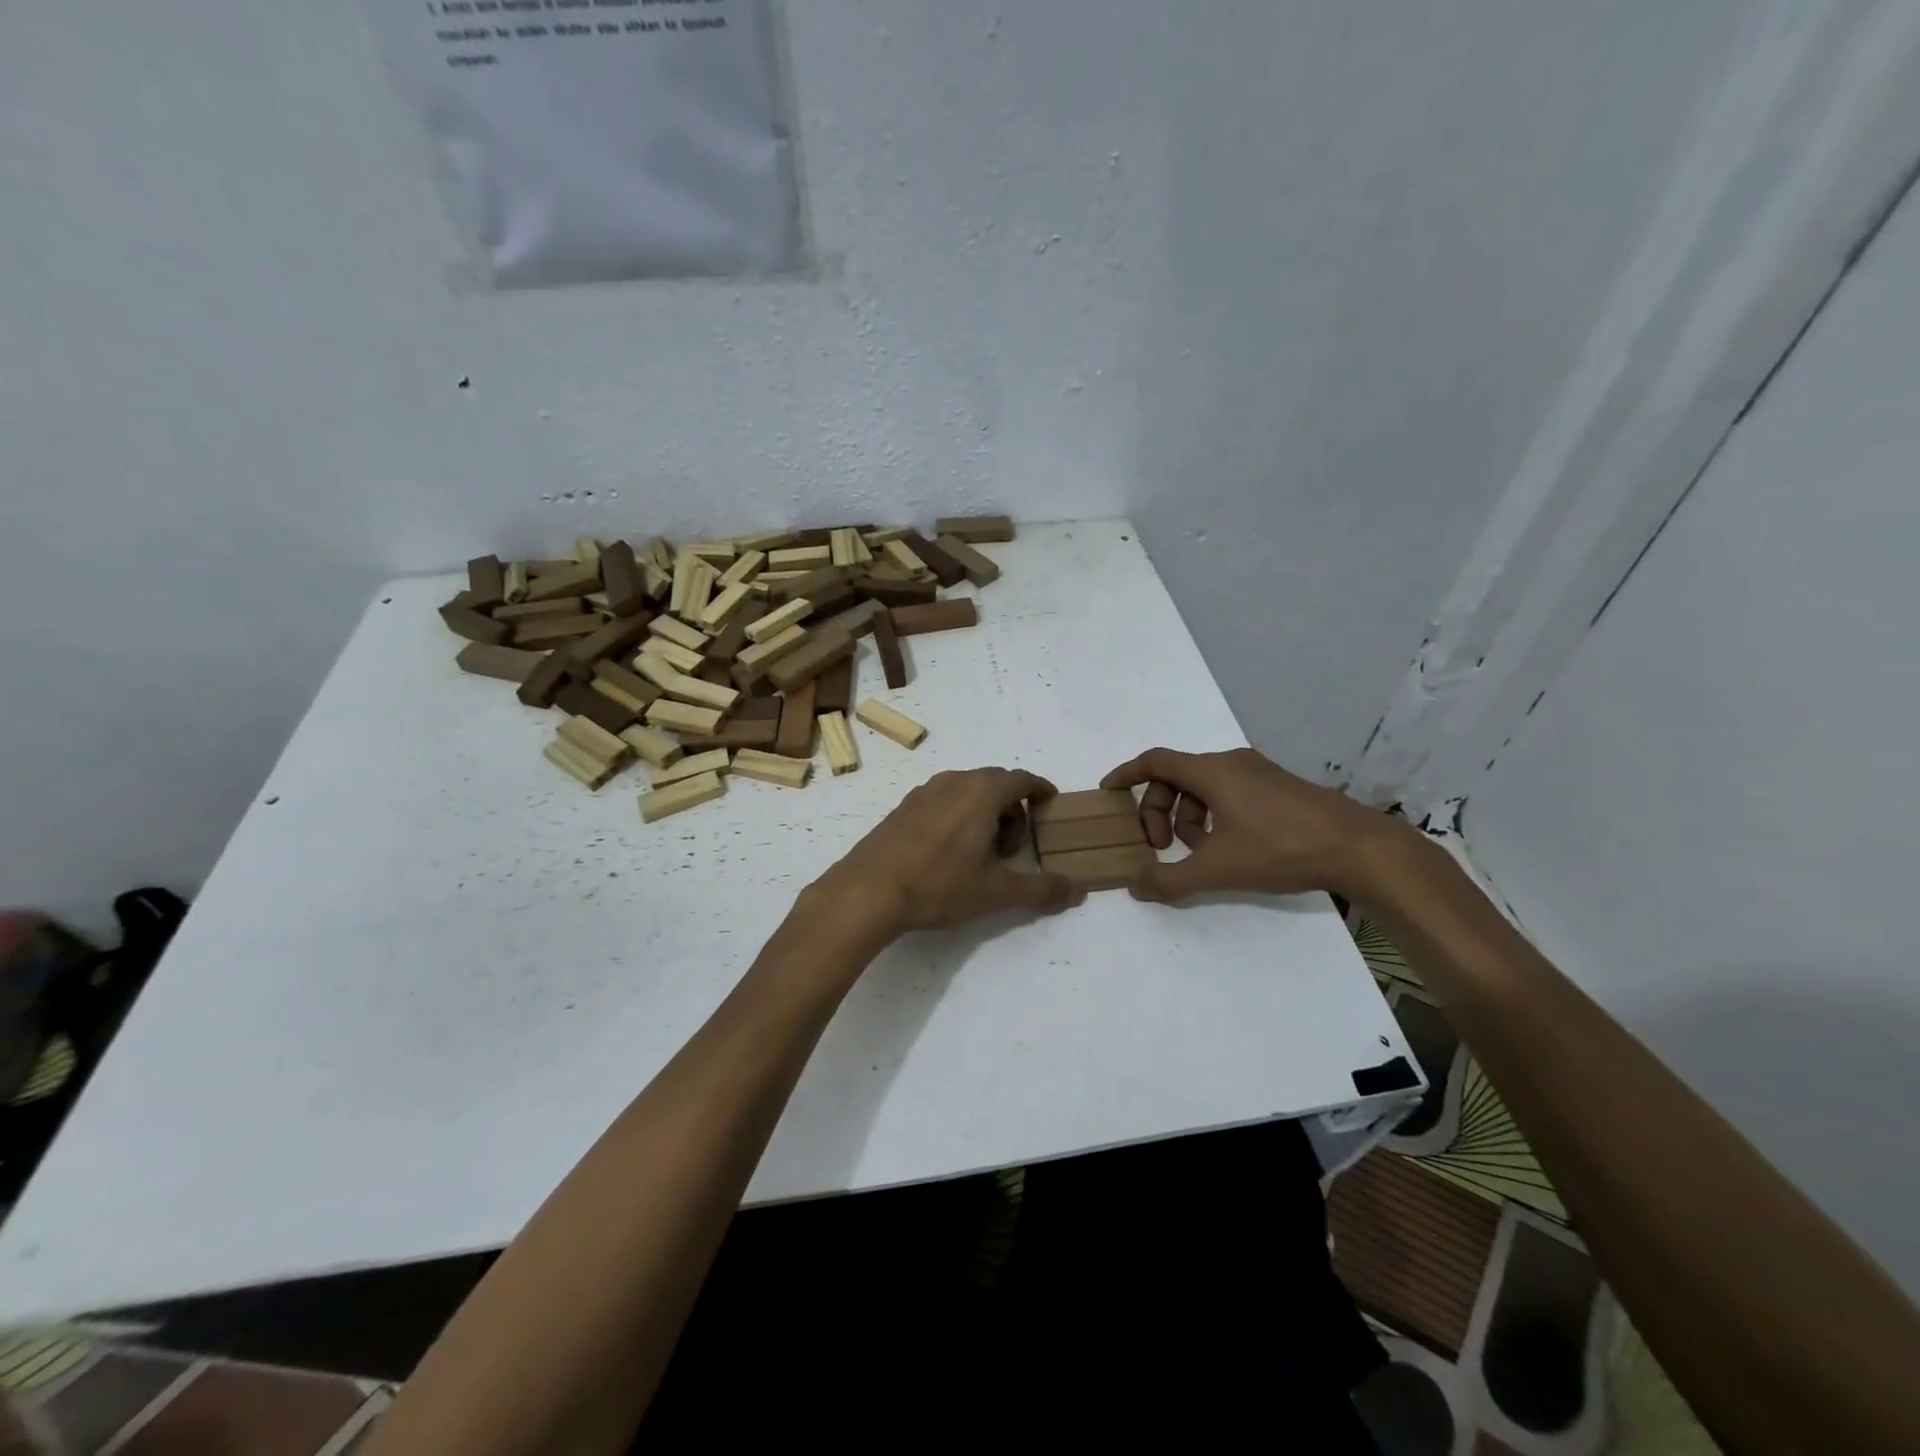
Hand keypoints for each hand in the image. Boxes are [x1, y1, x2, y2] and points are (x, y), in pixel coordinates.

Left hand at [817, 768, 1084, 936]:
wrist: (868, 891)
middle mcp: (953, 781)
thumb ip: (1041, 889)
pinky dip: (957, 815)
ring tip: (980, 853)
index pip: (1022, 779)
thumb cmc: (939, 885)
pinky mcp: (902, 807)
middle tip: (1013, 849)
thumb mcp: (996, 892)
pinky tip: (947, 853)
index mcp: (981, 792)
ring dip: (984, 812)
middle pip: (995, 783)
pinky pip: (942, 800)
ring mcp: (923, 792)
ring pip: (966, 790)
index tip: (1051, 804)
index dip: (1041, 790)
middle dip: (1013, 809)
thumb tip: (1079, 891)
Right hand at [1100, 748, 1412, 901]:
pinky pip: (1227, 794)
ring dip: (1187, 819)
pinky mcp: (1277, 788)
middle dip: (1158, 811)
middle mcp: (1231, 763)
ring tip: (1199, 855)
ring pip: (1202, 788)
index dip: (1126, 775)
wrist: (1359, 848)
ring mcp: (1257, 773)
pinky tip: (1228, 850)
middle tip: (1160, 847)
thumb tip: (1135, 885)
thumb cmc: (1282, 848)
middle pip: (1175, 777)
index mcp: (1212, 771)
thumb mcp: (1218, 869)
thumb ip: (1170, 879)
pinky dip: (1213, 817)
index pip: (1154, 761)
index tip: (1108, 792)